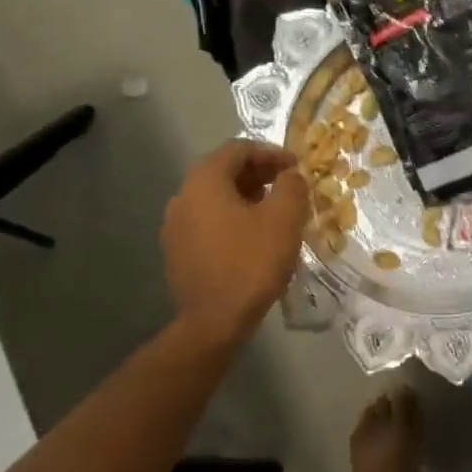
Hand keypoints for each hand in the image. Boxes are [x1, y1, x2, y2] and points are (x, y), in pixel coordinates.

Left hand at [161, 141, 309, 345]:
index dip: (271, 153)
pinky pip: (208, 221)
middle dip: (259, 174)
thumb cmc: (251, 262)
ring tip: (275, 211)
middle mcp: (182, 196)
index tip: (296, 166)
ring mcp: (175, 226)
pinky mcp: (178, 252)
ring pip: (215, 198)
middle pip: (223, 171)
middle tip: (288, 186)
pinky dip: (232, 218)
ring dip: (247, 196)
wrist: (214, 321)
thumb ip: (291, 186)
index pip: (238, 149)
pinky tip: (254, 237)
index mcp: (204, 181)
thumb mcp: (284, 218)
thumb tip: (290, 175)